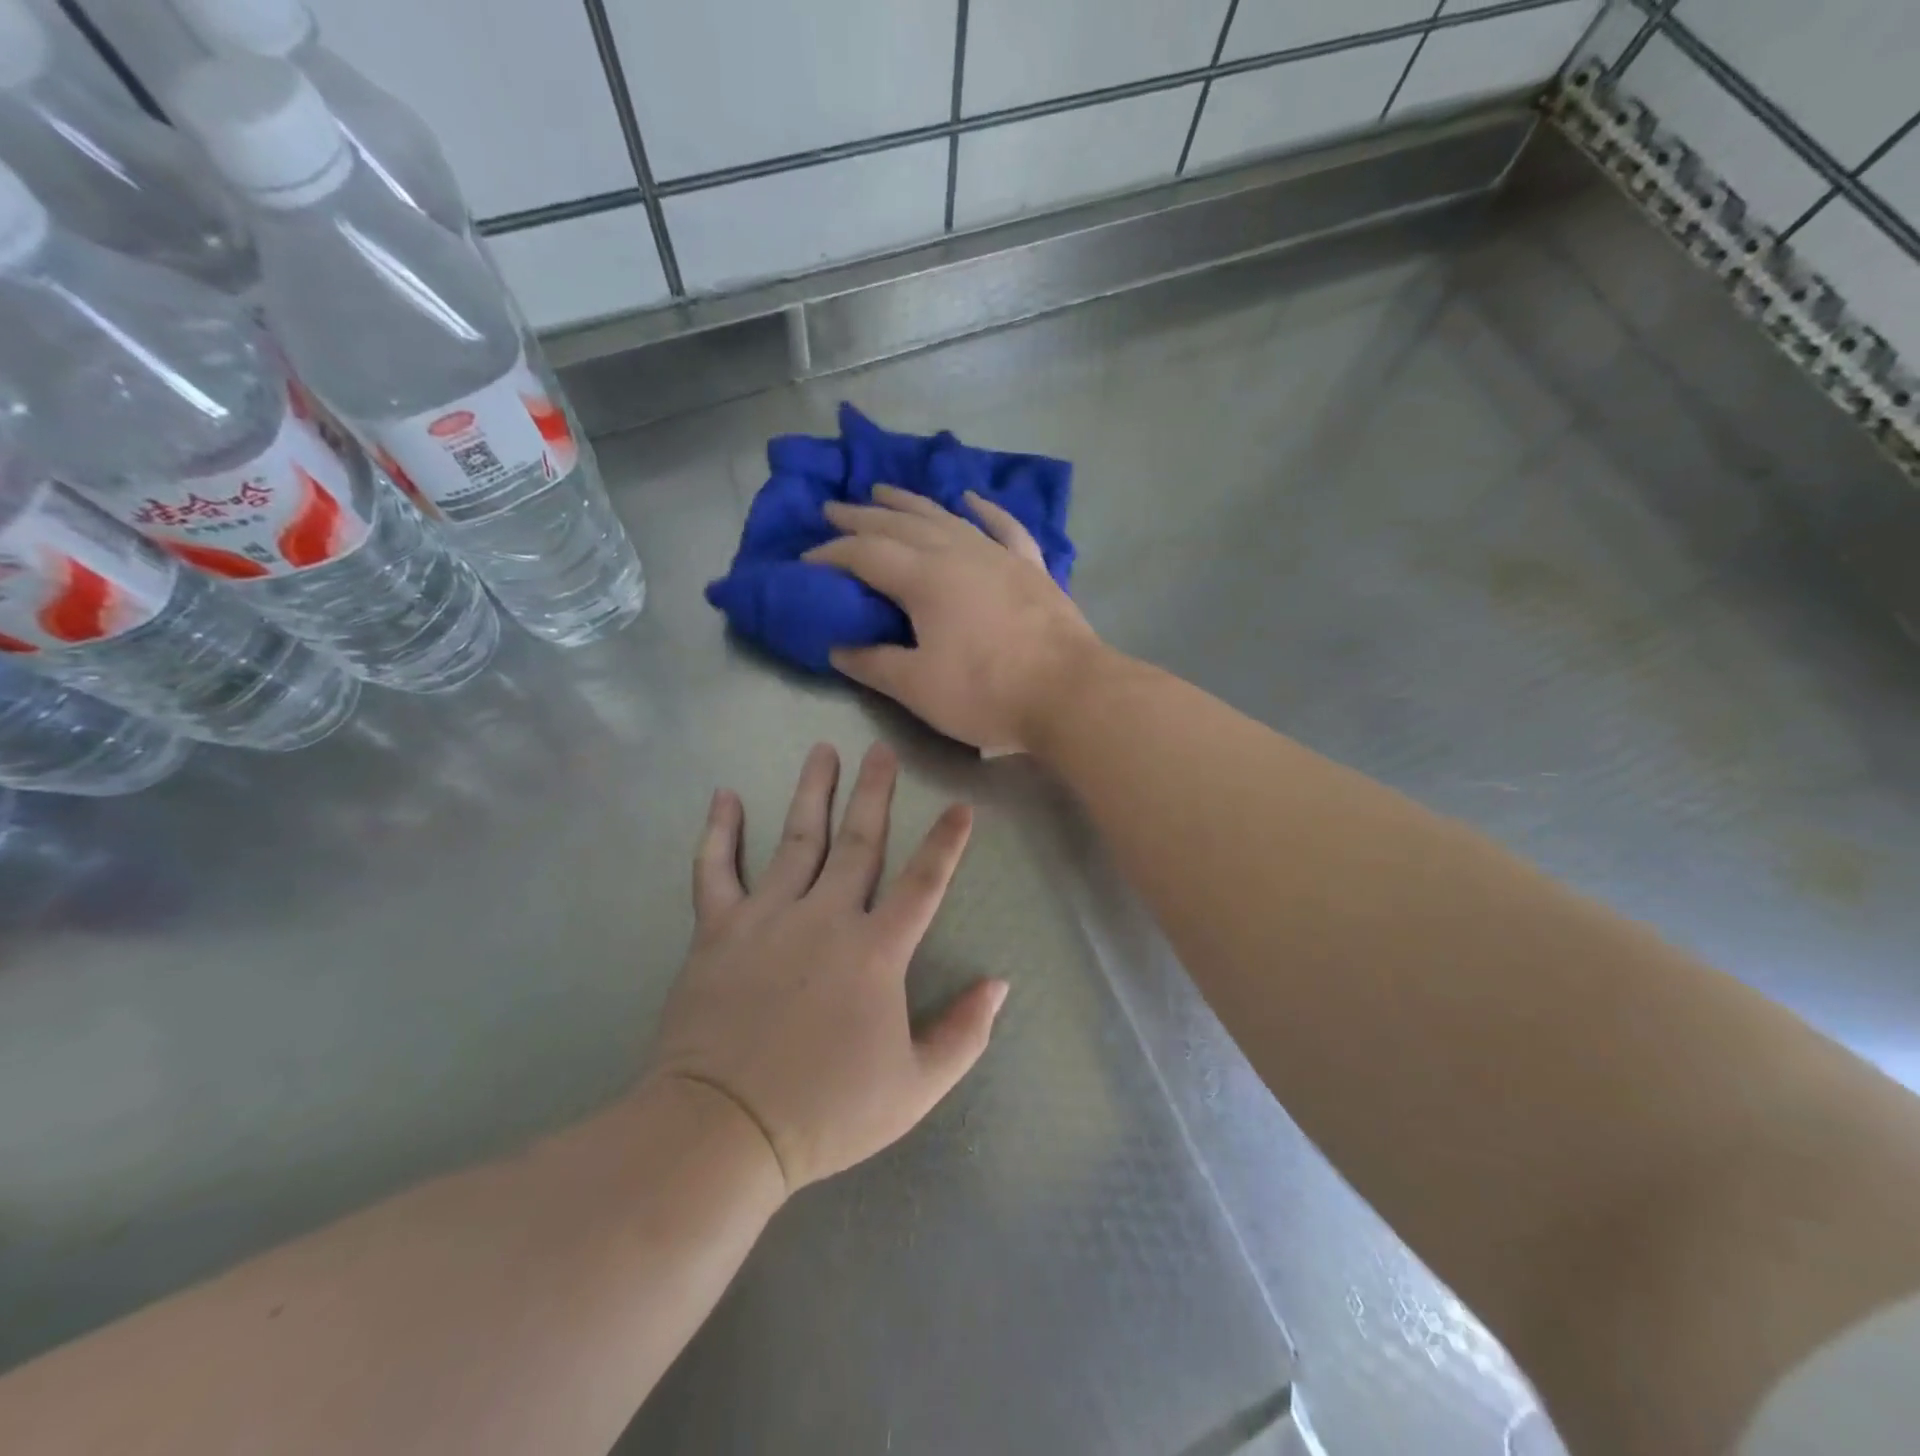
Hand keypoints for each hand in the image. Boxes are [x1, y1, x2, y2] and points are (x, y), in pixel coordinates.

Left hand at [647, 741, 1008, 1192]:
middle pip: (859, 841)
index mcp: (876, 951)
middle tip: (881, 750)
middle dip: (875, 792)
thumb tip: (1000, 984)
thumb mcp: (915, 1088)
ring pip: (796, 839)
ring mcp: (768, 917)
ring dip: (812, 791)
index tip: (960, 806)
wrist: (724, 1129)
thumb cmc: (826, 1112)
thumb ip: (964, 1034)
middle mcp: (825, 917)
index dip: (946, 843)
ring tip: (823, 750)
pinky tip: (725, 797)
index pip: (923, 883)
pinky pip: (715, 870)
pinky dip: (719, 832)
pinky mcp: (718, 930)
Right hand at [804, 485, 1102, 752]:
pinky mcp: (1031, 568)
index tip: (805, 561)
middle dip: (862, 516)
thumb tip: (838, 649)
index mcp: (924, 578)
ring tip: (884, 490)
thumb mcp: (917, 687)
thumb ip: (873, 664)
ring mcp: (998, 555)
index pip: (865, 554)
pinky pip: (1004, 527)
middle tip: (833, 508)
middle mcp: (958, 553)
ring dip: (911, 502)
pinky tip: (972, 499)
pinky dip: (986, 510)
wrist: (1069, 692)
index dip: (831, 554)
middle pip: (900, 524)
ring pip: (946, 517)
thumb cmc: (987, 692)